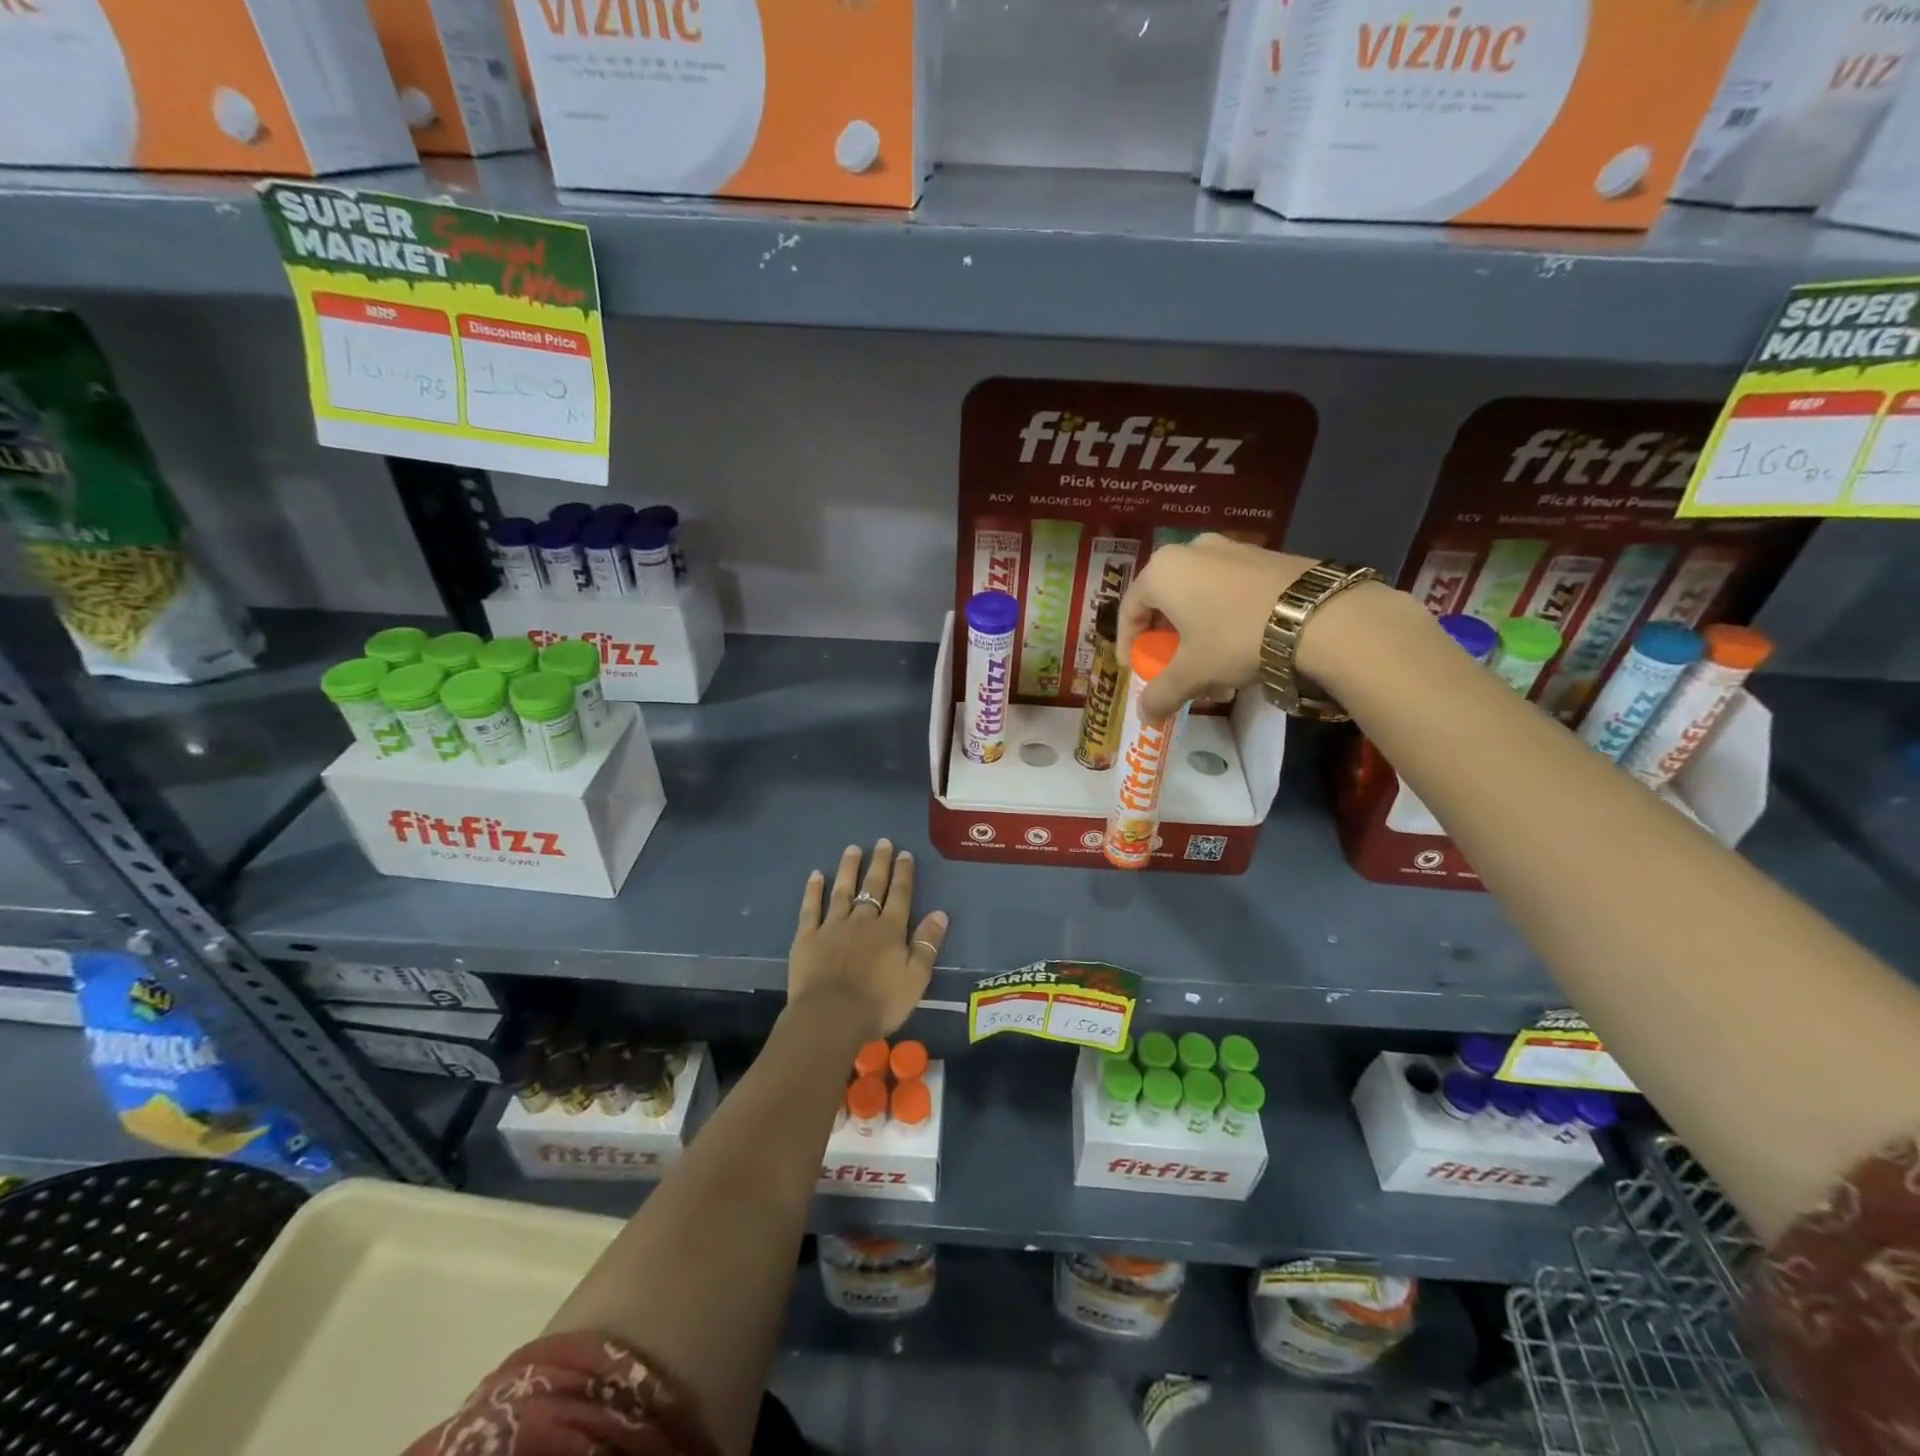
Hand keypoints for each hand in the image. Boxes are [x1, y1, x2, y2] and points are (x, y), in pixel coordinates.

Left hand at [790, 840, 947, 1041]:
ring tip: (852, 849)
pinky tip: (816, 875)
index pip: (900, 895)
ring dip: (849, 869)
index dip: (903, 873)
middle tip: (882, 842)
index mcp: (890, 930)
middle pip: (873, 886)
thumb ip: (927, 945)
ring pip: (843, 890)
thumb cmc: (879, 1003)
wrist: (830, 1017)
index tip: (904, 853)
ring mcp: (833, 926)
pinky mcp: (808, 937)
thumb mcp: (916, 979)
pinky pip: (811, 908)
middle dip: (879, 863)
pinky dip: (814, 890)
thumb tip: (940, 913)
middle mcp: (863, 920)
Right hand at [1116, 536, 1317, 719]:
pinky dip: (1226, 619)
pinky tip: (1243, 650)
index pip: (1130, 609)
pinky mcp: (1265, 556)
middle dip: (1169, 641)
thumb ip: (1161, 694)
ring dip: (1199, 635)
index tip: (1133, 667)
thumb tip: (1144, 716)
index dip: (1128, 642)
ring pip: (1200, 596)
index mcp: (1162, 571)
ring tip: (1214, 670)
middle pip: (1167, 602)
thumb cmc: (1234, 638)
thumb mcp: (1192, 673)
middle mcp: (1191, 551)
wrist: (1317, 615)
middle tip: (1174, 668)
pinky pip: (1229, 590)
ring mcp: (1231, 548)